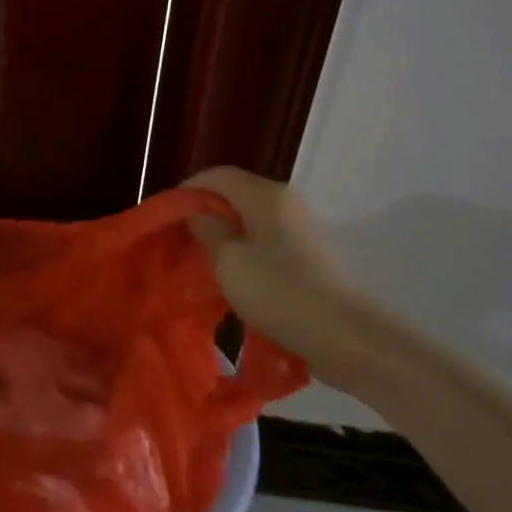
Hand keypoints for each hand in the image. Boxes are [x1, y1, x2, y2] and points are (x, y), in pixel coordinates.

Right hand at [184, 166, 366, 385]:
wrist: (345, 336)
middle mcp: (286, 202)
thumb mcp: (228, 261)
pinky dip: (246, 250)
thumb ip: (208, 229)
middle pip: (236, 194)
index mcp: (266, 195)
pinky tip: (235, 274)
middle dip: (206, 212)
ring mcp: (302, 229)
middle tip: (181, 238)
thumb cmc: (279, 292)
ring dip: (226, 233)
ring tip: (203, 259)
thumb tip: (200, 212)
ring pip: (252, 219)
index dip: (188, 189)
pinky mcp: (310, 255)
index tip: (166, 215)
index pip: (218, 175)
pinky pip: (267, 241)